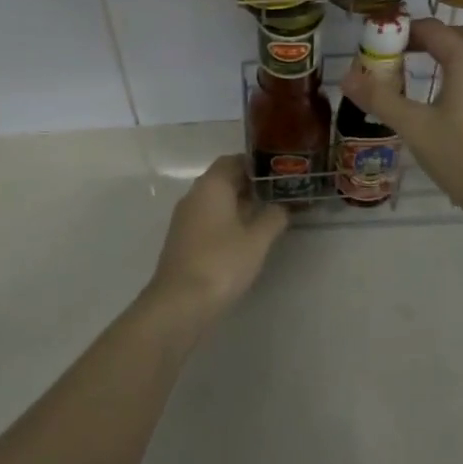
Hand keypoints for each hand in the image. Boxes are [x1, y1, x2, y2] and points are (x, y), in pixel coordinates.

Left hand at [146, 154, 288, 322]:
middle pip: (222, 180)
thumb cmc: (222, 262)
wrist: (180, 302)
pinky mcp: (182, 240)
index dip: (254, 165)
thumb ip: (273, 218)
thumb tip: (282, 207)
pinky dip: (225, 222)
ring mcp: (184, 219)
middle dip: (249, 186)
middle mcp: (194, 196)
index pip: (232, 161)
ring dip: (238, 205)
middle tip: (276, 195)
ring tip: (265, 216)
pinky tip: (243, 238)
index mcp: (211, 186)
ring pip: (214, 202)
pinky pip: (207, 220)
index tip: (276, 174)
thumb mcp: (257, 240)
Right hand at [340, 19, 462, 217]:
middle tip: (403, 54)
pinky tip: (448, 99)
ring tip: (421, 73)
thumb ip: (380, 98)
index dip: (405, 31)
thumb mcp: (414, 128)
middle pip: (460, 34)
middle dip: (431, 37)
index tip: (381, 45)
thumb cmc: (462, 158)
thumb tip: (346, 77)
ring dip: (450, 53)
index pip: (433, 29)